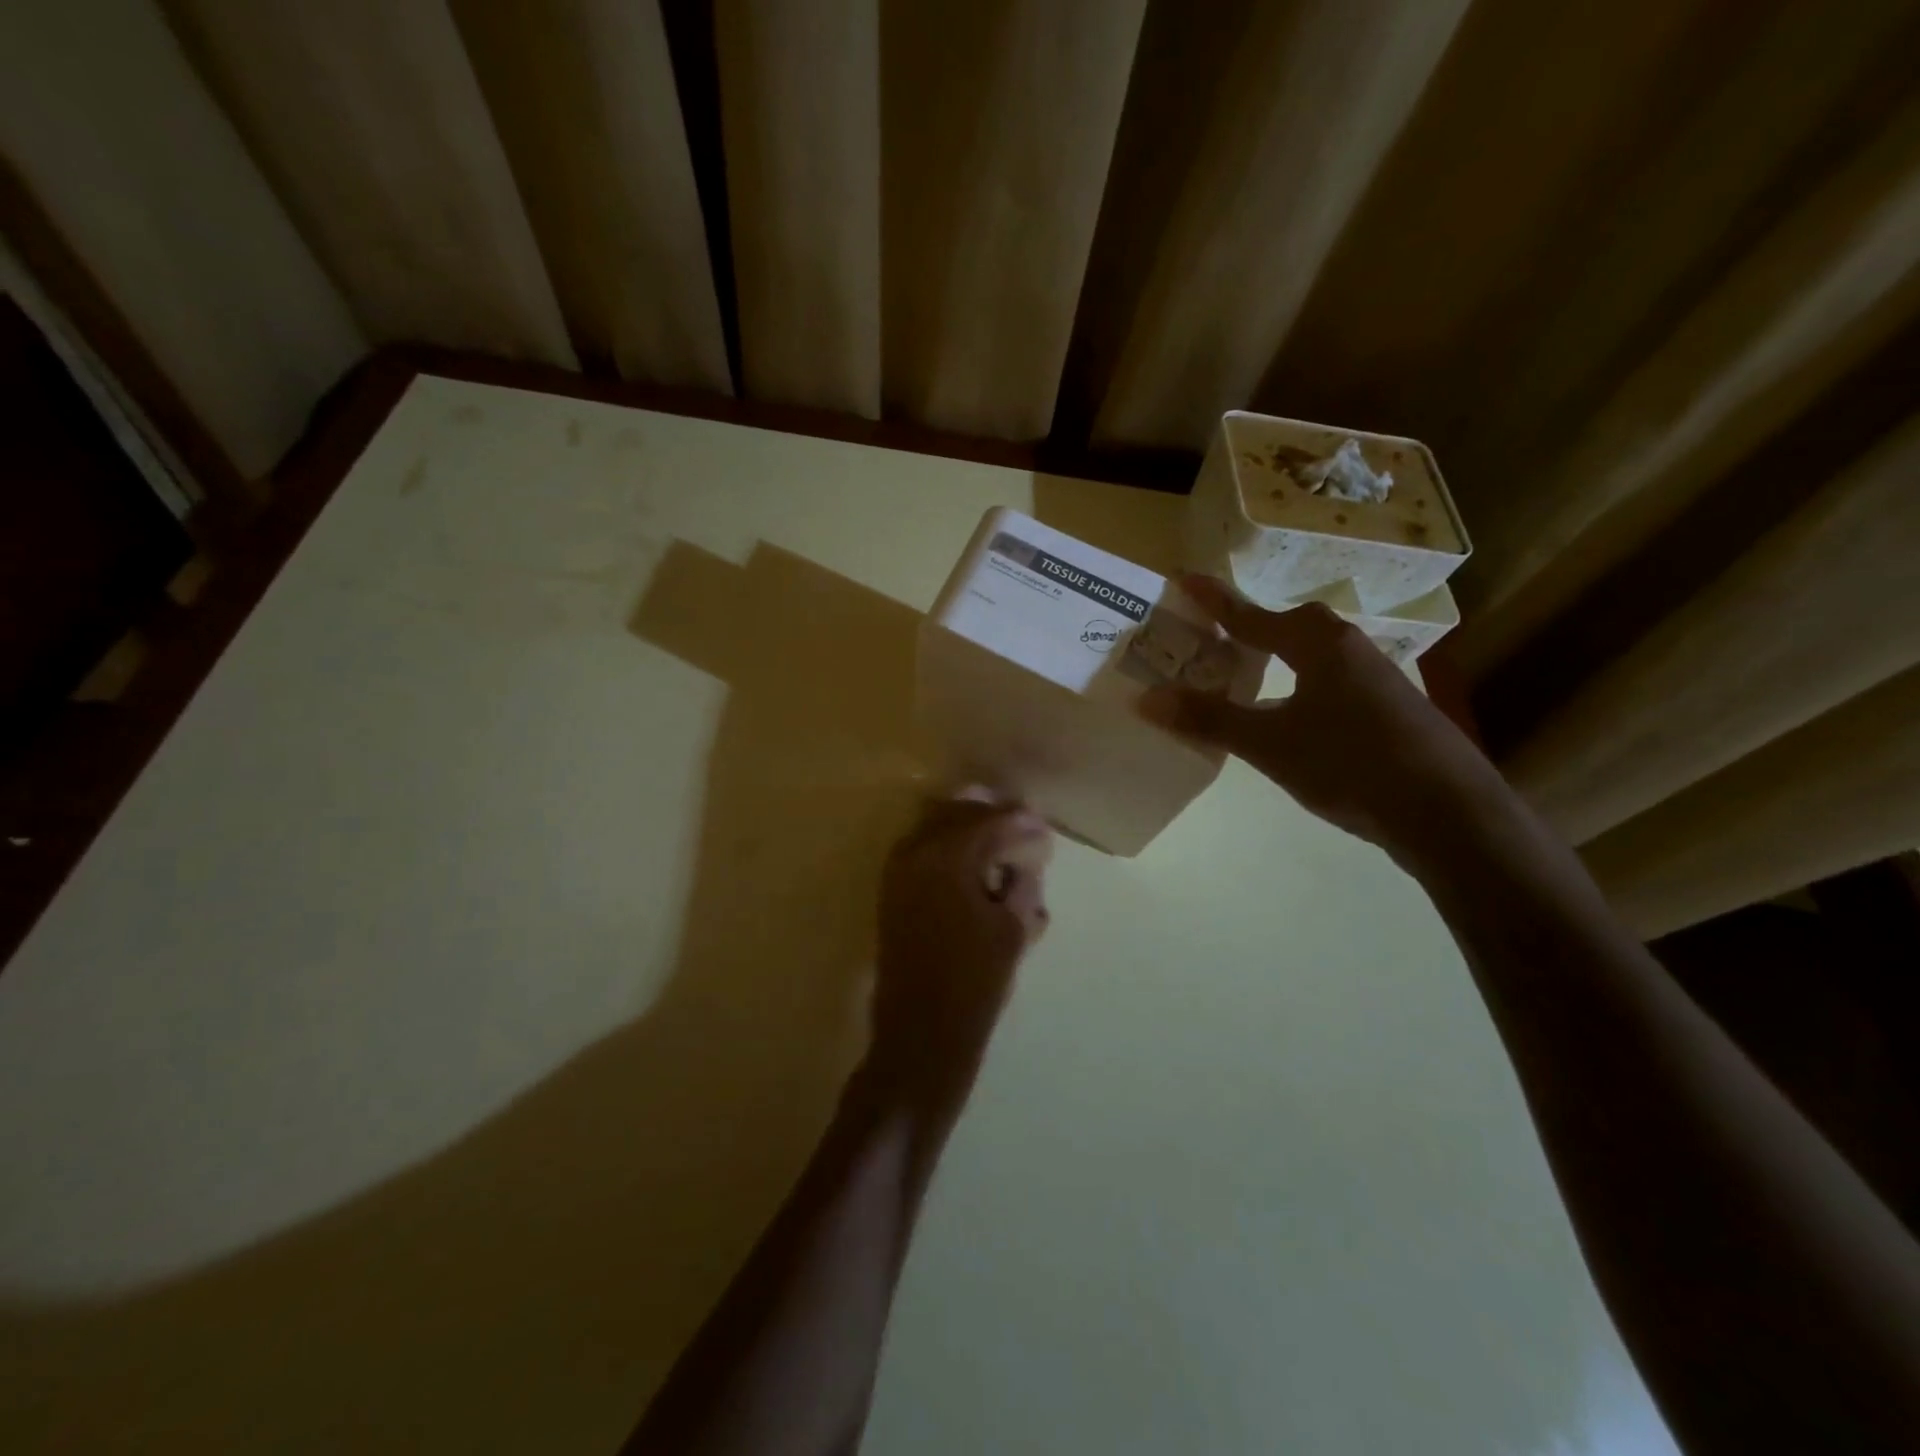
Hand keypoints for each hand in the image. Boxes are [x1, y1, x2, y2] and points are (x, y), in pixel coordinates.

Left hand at [870, 794, 1052, 1097]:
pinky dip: (950, 850)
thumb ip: (1022, 883)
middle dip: (992, 816)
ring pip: (936, 828)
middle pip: (957, 814)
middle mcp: (913, 852)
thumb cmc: (974, 982)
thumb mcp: (1012, 928)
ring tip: (1002, 846)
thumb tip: (1028, 859)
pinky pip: (923, 851)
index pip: (988, 821)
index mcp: (944, 856)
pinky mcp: (892, 892)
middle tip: (1024, 828)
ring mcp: (896, 871)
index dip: (1020, 821)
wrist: (920, 1034)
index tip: (1044, 827)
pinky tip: (976, 868)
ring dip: (969, 830)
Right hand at [1142, 576, 1506, 861]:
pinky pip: (1328, 680)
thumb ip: (1210, 720)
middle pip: (1290, 626)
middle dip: (1250, 626)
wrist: (1448, 813)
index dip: (1215, 600)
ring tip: (1244, 671)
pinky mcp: (1387, 708)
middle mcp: (1349, 649)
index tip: (1183, 577)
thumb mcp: (1270, 744)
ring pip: (1313, 654)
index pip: (1252, 615)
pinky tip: (1290, 712)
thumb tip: (1147, 698)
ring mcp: (1375, 678)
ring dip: (1277, 656)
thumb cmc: (1350, 765)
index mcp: (1318, 645)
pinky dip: (1298, 683)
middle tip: (1213, 635)